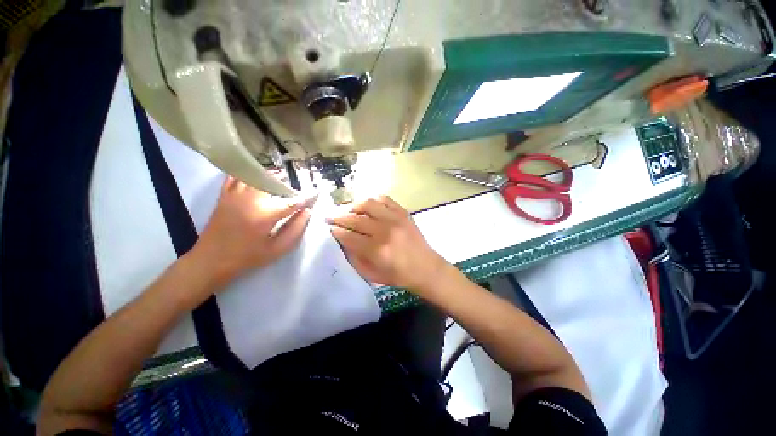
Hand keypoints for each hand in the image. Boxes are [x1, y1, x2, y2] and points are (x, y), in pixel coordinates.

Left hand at [188, 177, 312, 287]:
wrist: (210, 260)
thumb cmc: (248, 257)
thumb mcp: (277, 249)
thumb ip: (296, 229)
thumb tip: (307, 212)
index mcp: (266, 214)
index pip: (293, 201)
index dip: (307, 197)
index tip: (317, 193)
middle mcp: (251, 199)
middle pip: (274, 181)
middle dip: (288, 185)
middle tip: (294, 194)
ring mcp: (235, 194)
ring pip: (256, 174)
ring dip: (271, 176)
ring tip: (279, 183)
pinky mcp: (225, 195)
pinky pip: (237, 176)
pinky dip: (248, 173)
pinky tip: (256, 178)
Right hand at [327, 196, 448, 292]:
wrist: (425, 267)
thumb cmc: (398, 275)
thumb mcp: (372, 274)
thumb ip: (354, 257)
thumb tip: (342, 241)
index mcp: (377, 250)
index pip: (349, 236)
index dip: (336, 231)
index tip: (329, 228)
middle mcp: (385, 231)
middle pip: (356, 219)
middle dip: (339, 217)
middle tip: (330, 216)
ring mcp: (396, 219)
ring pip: (368, 204)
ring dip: (354, 206)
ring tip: (348, 210)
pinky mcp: (403, 213)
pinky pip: (384, 199)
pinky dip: (373, 200)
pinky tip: (367, 206)